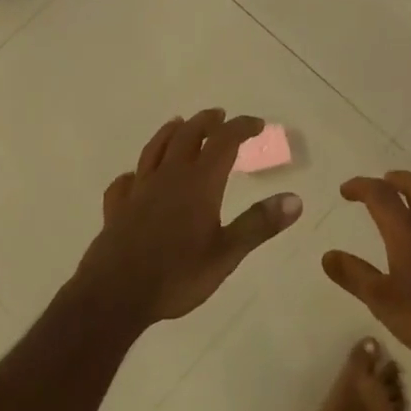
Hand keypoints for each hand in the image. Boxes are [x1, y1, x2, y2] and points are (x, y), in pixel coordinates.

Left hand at [76, 109, 302, 326]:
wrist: (115, 294)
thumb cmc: (177, 274)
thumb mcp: (227, 253)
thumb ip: (259, 224)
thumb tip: (295, 199)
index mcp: (199, 182)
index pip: (223, 142)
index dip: (241, 128)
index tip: (257, 124)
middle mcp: (168, 176)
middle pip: (187, 136)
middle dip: (206, 122)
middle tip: (219, 116)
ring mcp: (139, 190)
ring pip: (154, 149)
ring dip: (170, 132)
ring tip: (179, 124)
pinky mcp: (117, 208)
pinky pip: (125, 181)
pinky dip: (135, 173)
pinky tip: (134, 177)